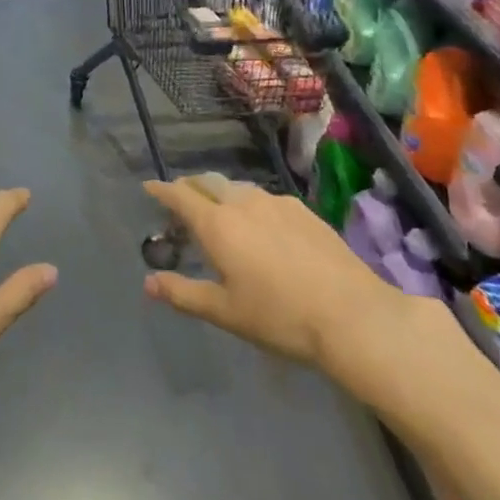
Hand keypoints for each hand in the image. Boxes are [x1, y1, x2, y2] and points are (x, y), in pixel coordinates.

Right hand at [142, 173, 427, 396]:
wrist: (352, 314)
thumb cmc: (279, 317)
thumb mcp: (225, 312)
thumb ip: (183, 293)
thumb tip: (148, 283)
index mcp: (218, 224)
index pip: (180, 195)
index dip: (161, 190)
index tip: (148, 187)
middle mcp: (243, 202)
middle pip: (208, 182)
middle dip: (190, 187)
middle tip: (181, 200)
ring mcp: (276, 202)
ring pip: (237, 187)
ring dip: (220, 193)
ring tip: (219, 212)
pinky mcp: (302, 210)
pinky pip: (264, 197)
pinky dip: (248, 203)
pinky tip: (259, 225)